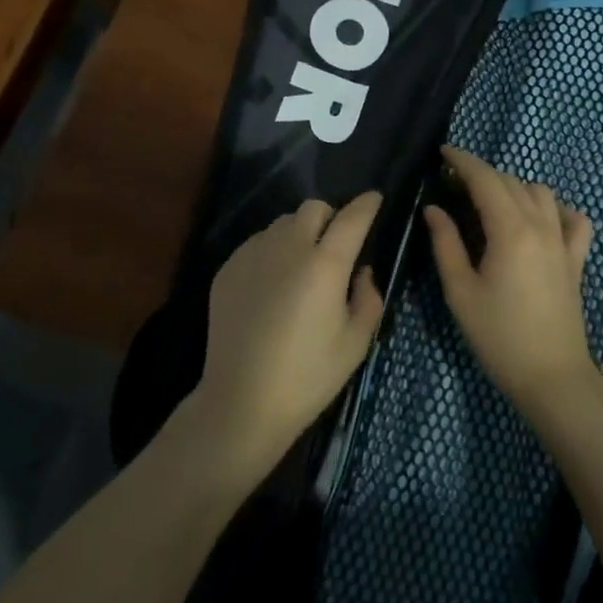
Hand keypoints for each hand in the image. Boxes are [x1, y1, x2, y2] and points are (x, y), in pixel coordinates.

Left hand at [184, 192, 384, 486]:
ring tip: (301, 266)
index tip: (375, 200)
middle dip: (330, 218)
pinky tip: (272, 285)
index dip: (367, 204)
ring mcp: (253, 255)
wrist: (241, 402)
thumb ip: (368, 297)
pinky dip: (272, 252)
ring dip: (299, 234)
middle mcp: (288, 248)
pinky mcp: (228, 268)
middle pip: (313, 208)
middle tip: (335, 246)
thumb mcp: (356, 343)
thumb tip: (361, 272)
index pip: (352, 217)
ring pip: (282, 224)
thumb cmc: (308, 376)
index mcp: (326, 264)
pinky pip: (257, 243)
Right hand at [423, 146, 596, 410]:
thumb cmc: (498, 337)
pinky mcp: (577, 259)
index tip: (443, 153)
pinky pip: (574, 219)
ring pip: (541, 192)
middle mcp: (540, 226)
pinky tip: (541, 218)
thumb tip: (434, 209)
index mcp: (509, 231)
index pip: (485, 179)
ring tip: (491, 201)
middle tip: (455, 183)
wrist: (551, 377)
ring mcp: (563, 241)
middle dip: (482, 173)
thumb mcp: (460, 292)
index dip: (463, 161)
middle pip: (511, 181)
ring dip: (514, 186)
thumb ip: (446, 244)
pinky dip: (556, 209)